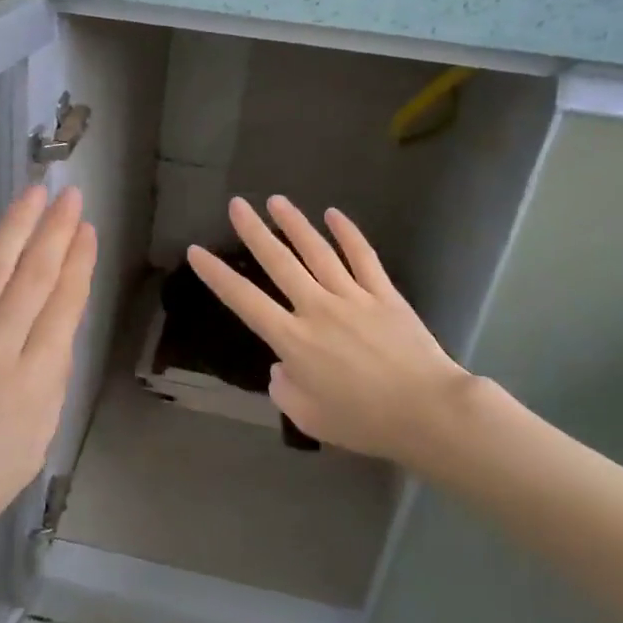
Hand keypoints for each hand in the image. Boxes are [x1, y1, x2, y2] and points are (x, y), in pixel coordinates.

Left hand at [0, 185, 95, 563]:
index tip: (87, 231)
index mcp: (32, 385)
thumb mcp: (32, 450)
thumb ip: (49, 388)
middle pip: (34, 280)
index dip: (79, 264)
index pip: (64, 309)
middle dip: (57, 233)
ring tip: (36, 192)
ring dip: (17, 225)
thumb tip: (56, 333)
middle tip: (71, 196)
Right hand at [186, 196, 476, 468]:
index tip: (196, 251)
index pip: (244, 300)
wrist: (426, 411)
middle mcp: (317, 308)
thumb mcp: (307, 417)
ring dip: (295, 224)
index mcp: (293, 339)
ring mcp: (353, 296)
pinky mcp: (384, 294)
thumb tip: (282, 366)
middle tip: (236, 204)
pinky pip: (363, 257)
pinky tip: (334, 215)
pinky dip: (348, 233)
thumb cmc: (363, 421)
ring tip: (276, 200)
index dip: (217, 275)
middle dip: (254, 231)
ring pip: (317, 251)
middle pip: (279, 262)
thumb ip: (284, 388)